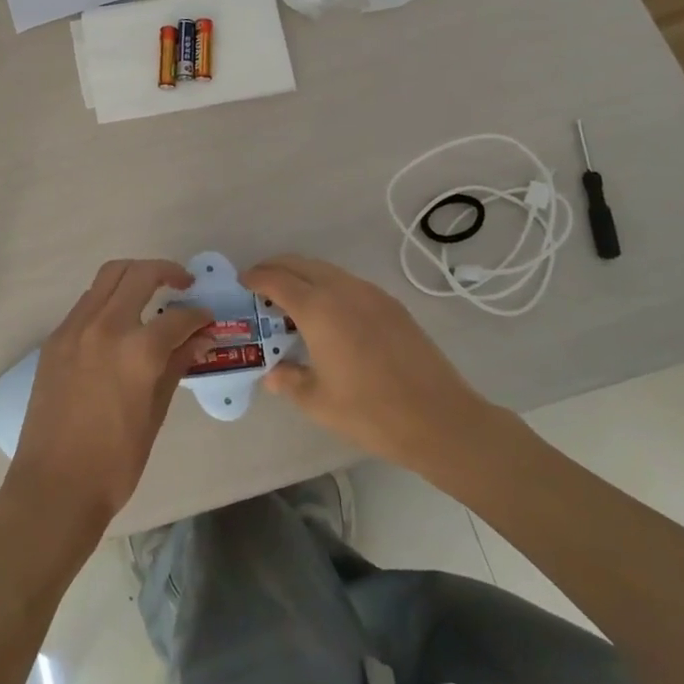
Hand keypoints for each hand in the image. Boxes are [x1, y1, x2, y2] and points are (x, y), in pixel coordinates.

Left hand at [3, 259, 213, 536]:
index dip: (199, 316)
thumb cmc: (114, 462)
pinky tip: (120, 321)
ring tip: (152, 293)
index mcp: (137, 350)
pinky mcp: (55, 339)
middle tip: (183, 284)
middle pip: (138, 274)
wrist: (54, 486)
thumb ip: (177, 366)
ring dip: (133, 277)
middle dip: (166, 272)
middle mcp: (104, 327)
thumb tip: (201, 338)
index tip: (207, 320)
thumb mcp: (155, 414)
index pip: (178, 317)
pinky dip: (108, 299)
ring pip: (107, 278)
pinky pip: (86, 303)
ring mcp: (74, 329)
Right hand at [244, 254, 499, 477]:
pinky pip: (349, 283)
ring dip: (304, 276)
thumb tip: (271, 372)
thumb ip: (288, 380)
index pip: (277, 279)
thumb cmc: (371, 412)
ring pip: (327, 270)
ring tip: (292, 301)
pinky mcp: (391, 304)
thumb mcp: (318, 402)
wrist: (440, 419)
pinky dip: (328, 286)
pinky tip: (328, 315)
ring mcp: (371, 294)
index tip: (243, 283)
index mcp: (319, 310)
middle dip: (277, 269)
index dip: (256, 277)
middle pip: (301, 264)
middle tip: (261, 287)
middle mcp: (343, 290)